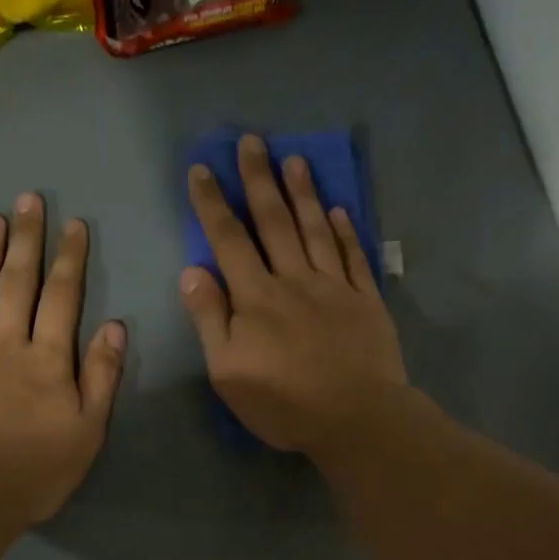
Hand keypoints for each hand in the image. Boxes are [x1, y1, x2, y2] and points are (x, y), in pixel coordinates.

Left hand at [0, 193, 126, 523]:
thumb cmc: (36, 470)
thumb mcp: (87, 431)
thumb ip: (100, 377)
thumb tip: (114, 327)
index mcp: (47, 360)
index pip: (62, 298)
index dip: (70, 259)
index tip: (74, 225)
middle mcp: (5, 344)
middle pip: (17, 283)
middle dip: (26, 239)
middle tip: (28, 200)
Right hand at [180, 134, 408, 455]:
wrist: (356, 418)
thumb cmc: (284, 403)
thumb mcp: (228, 372)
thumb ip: (210, 319)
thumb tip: (192, 271)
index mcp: (256, 298)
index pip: (229, 241)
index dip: (213, 204)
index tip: (202, 169)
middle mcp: (294, 280)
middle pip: (274, 222)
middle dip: (259, 180)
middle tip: (252, 141)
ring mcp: (334, 287)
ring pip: (315, 230)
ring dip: (303, 193)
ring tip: (295, 159)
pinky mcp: (366, 302)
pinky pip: (354, 257)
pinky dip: (346, 231)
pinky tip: (340, 210)